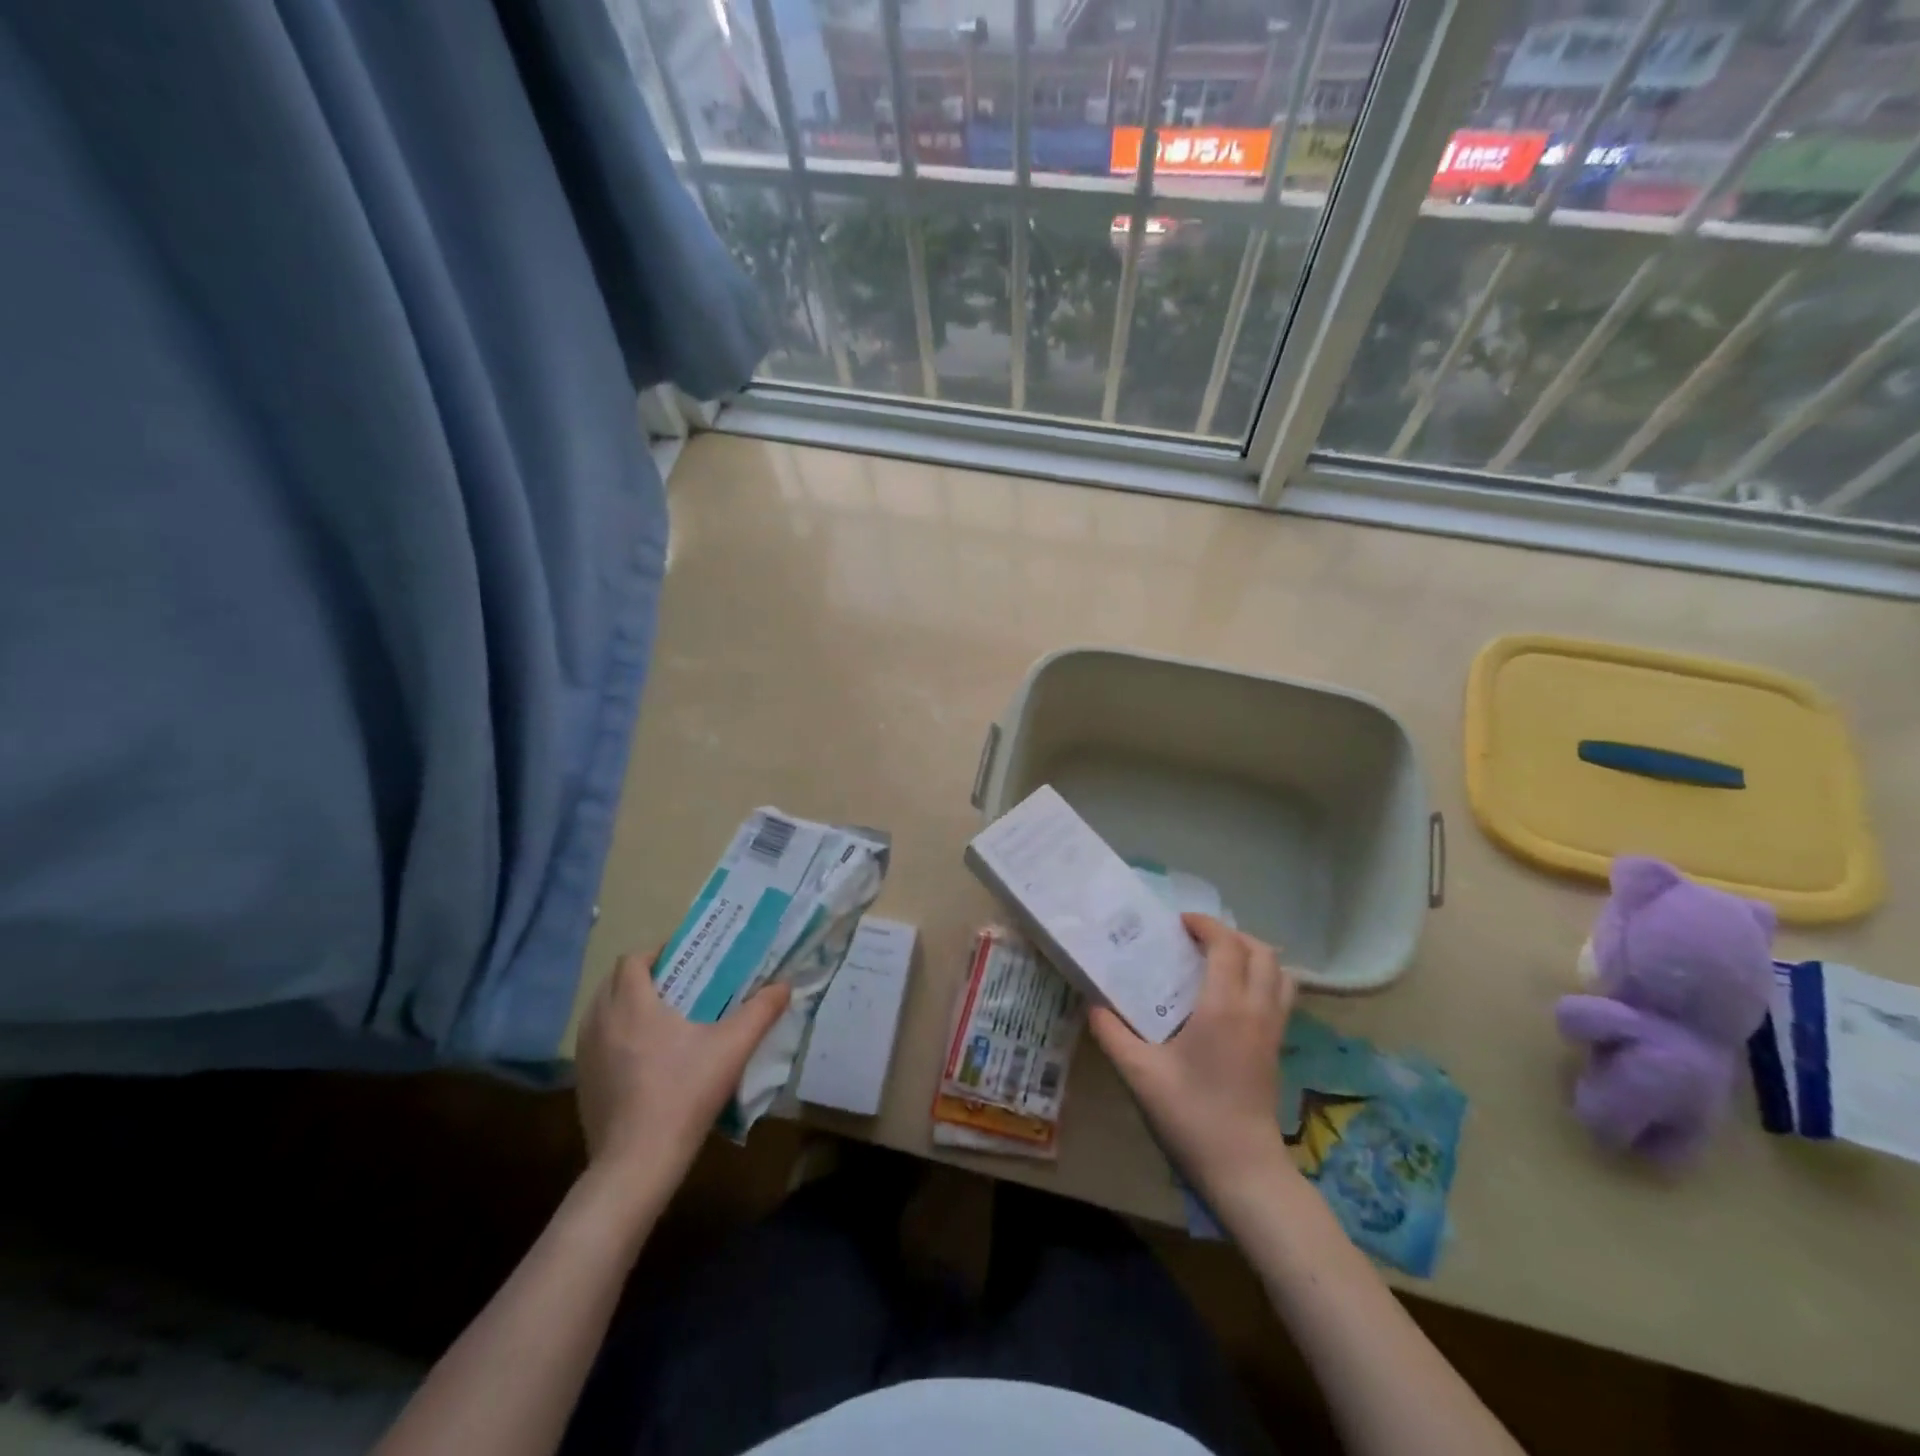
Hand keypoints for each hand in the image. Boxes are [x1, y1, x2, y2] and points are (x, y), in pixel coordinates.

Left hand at [575, 952, 790, 1193]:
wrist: (637, 1163)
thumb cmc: (684, 1093)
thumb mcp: (732, 1048)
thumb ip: (761, 1011)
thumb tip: (785, 985)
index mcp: (632, 1004)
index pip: (633, 960)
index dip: (656, 954)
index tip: (684, 960)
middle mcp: (601, 1022)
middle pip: (613, 982)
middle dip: (641, 977)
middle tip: (677, 987)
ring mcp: (586, 1055)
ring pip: (600, 1012)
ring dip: (624, 1005)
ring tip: (660, 1019)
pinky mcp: (582, 1084)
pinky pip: (596, 1043)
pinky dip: (615, 1037)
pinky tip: (643, 1059)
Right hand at [1090, 914, 1295, 1202]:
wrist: (1243, 1169)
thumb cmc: (1191, 1115)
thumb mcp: (1139, 1074)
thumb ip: (1112, 1033)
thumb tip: (1093, 1004)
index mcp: (1224, 1007)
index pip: (1227, 945)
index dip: (1206, 925)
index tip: (1179, 923)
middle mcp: (1256, 1009)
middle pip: (1262, 951)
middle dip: (1231, 935)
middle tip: (1197, 941)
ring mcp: (1273, 1029)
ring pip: (1280, 972)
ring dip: (1254, 955)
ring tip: (1220, 962)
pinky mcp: (1277, 1047)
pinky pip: (1281, 996)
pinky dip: (1263, 979)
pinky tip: (1233, 997)